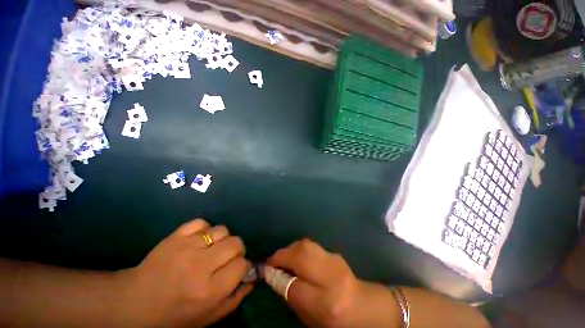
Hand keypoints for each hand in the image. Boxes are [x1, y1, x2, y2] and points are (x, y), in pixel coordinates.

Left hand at [120, 219, 252, 326]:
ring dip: (222, 239)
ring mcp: (187, 247)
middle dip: (237, 249)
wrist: (134, 303)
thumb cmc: (174, 316)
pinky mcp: (176, 236)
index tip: (237, 268)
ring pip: (222, 230)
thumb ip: (235, 299)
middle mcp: (200, 266)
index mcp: (209, 290)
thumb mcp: (207, 318)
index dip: (243, 265)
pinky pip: (202, 223)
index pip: (242, 264)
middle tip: (227, 257)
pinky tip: (199, 240)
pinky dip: (205, 229)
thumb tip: (252, 278)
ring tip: (213, 248)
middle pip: (236, 242)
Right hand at [268, 239, 400, 327]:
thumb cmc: (335, 319)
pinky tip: (298, 256)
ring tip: (285, 257)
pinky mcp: (334, 253)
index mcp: (326, 302)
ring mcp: (335, 260)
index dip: (277, 275)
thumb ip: (291, 296)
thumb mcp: (310, 317)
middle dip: (283, 255)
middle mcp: (331, 277)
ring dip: (291, 249)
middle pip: (301, 255)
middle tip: (274, 261)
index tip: (266, 270)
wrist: (364, 307)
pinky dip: (300, 248)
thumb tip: (274, 276)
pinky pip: (311, 245)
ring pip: (306, 245)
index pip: (294, 285)